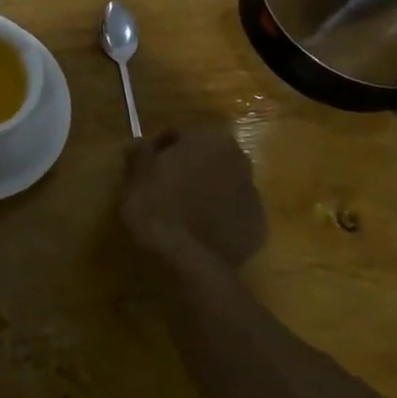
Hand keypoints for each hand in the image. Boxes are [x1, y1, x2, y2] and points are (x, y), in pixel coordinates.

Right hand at [119, 122, 267, 269]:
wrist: (188, 262)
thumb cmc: (157, 207)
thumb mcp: (137, 176)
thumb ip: (140, 153)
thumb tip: (137, 143)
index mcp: (209, 140)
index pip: (180, 135)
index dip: (160, 148)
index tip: (146, 166)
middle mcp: (239, 161)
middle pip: (207, 157)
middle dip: (189, 167)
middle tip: (166, 186)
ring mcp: (253, 195)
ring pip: (224, 184)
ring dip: (207, 190)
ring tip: (184, 211)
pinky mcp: (259, 227)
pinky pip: (234, 213)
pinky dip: (220, 217)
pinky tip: (201, 231)